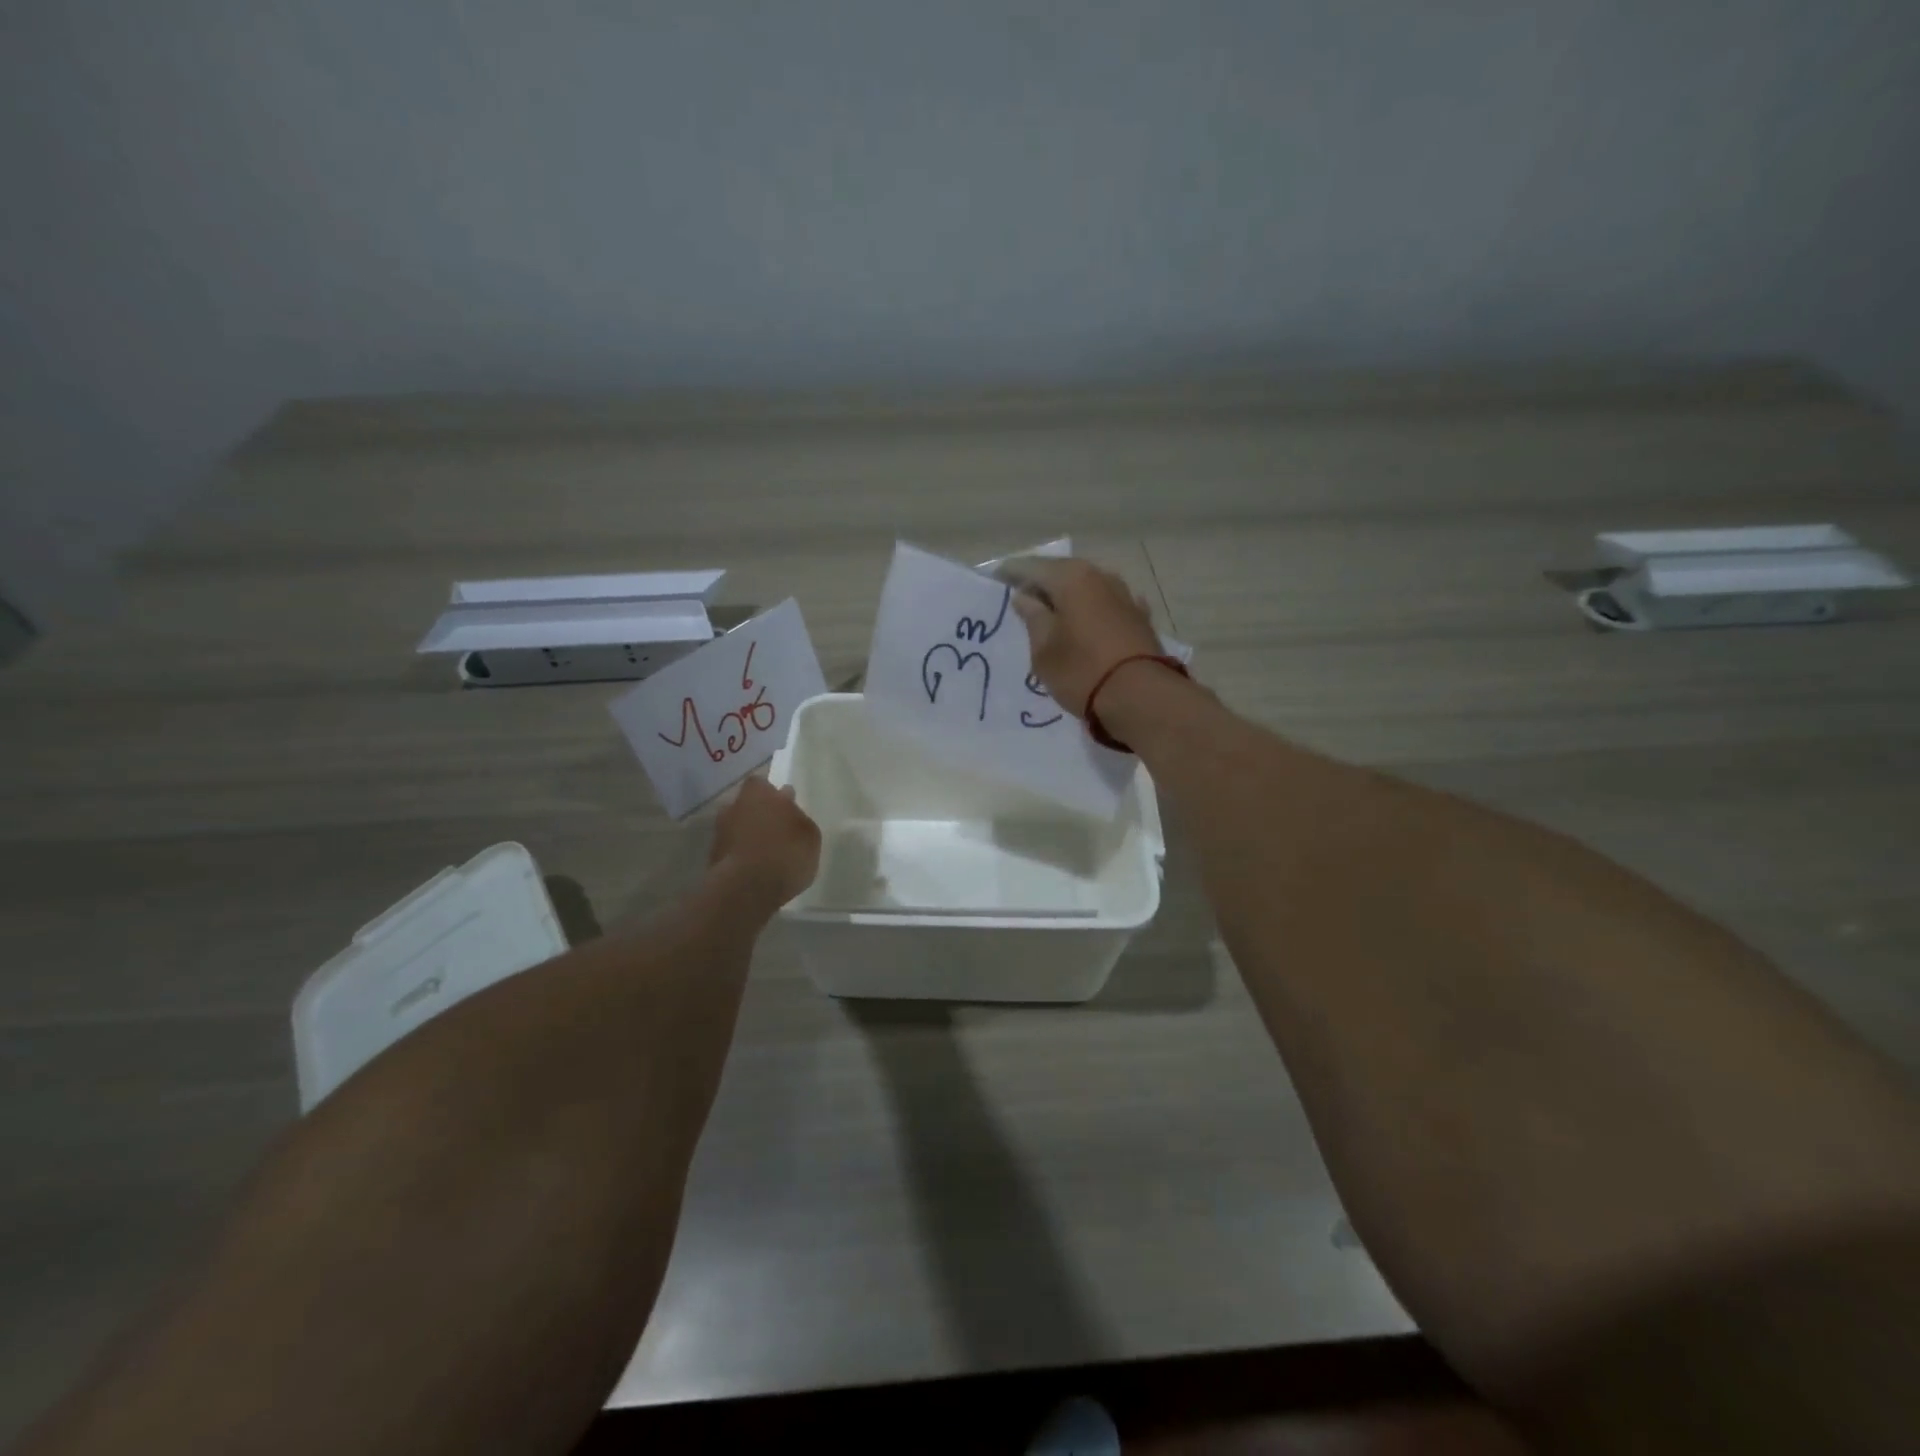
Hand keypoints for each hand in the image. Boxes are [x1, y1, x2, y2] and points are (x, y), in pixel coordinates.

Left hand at [708, 775, 820, 906]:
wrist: (747, 890)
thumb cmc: (786, 853)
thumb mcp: (810, 835)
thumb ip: (798, 818)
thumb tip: (789, 809)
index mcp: (758, 793)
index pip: (761, 783)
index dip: (771, 794)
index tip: (783, 805)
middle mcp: (734, 807)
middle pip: (746, 805)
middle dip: (758, 814)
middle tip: (776, 830)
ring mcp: (720, 833)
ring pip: (736, 827)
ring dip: (748, 836)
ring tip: (767, 853)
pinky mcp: (713, 859)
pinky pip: (732, 850)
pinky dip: (741, 856)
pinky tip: (756, 869)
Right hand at [1003, 556, 1165, 716]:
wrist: (1142, 698)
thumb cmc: (1082, 671)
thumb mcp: (1044, 649)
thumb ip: (1032, 617)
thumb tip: (1025, 597)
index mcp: (1072, 578)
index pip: (1032, 567)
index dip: (1011, 573)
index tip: (995, 581)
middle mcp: (1100, 576)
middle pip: (1062, 573)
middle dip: (1040, 585)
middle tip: (1020, 600)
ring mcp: (1124, 595)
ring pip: (1086, 589)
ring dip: (1067, 599)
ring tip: (1050, 616)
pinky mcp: (1139, 617)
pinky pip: (1105, 607)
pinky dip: (1090, 612)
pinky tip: (1083, 624)